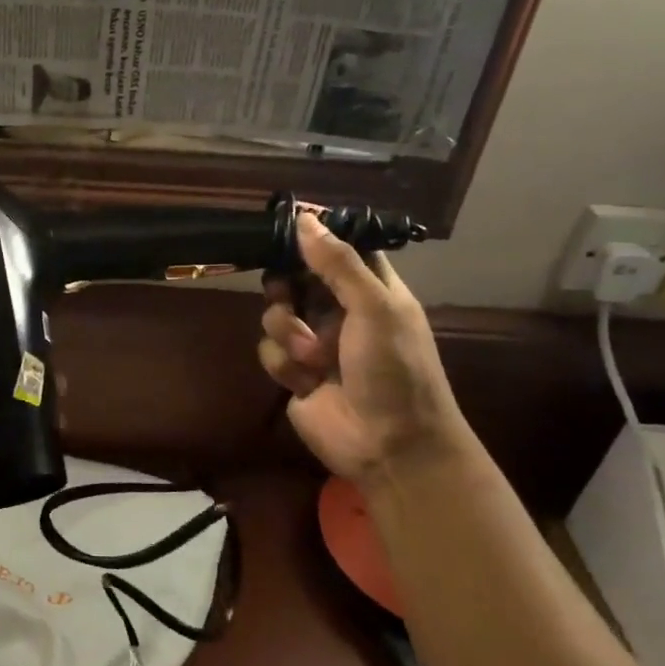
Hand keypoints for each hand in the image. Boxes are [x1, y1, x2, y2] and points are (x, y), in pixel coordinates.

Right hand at [259, 214, 469, 486]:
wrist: (390, 447)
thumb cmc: (395, 370)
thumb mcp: (375, 309)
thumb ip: (338, 264)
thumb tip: (305, 218)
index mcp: (370, 290)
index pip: (337, 250)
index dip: (311, 240)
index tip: (282, 230)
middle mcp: (339, 311)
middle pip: (294, 278)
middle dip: (285, 288)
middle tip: (286, 294)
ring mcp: (315, 342)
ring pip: (275, 314)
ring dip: (286, 331)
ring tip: (310, 355)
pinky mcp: (294, 372)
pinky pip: (269, 350)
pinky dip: (284, 363)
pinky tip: (305, 381)